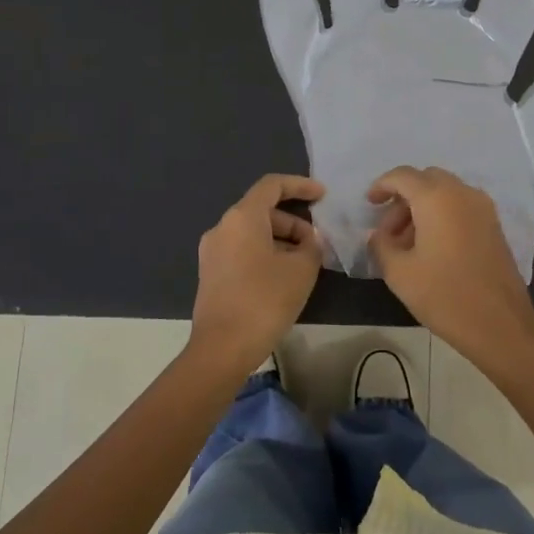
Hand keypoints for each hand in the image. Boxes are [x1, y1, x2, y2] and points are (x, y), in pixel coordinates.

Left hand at [189, 174, 325, 374]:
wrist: (222, 347)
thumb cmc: (265, 300)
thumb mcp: (302, 270)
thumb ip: (312, 246)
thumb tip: (309, 241)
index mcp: (242, 217)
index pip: (272, 185)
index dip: (300, 186)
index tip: (323, 195)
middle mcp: (222, 227)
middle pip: (263, 211)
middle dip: (293, 223)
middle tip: (316, 246)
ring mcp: (212, 251)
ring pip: (253, 233)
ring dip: (281, 241)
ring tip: (304, 265)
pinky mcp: (211, 273)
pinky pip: (242, 251)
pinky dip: (265, 254)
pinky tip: (283, 278)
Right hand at [367, 166, 533, 362]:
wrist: (499, 325)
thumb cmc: (444, 295)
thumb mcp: (399, 273)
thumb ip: (381, 245)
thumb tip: (378, 234)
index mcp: (437, 198)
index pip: (403, 176)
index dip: (382, 185)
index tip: (369, 204)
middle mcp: (462, 193)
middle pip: (426, 180)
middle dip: (403, 198)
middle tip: (388, 230)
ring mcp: (483, 209)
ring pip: (445, 193)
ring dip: (422, 208)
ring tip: (406, 244)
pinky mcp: (494, 226)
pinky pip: (461, 207)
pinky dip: (442, 216)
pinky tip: (431, 248)